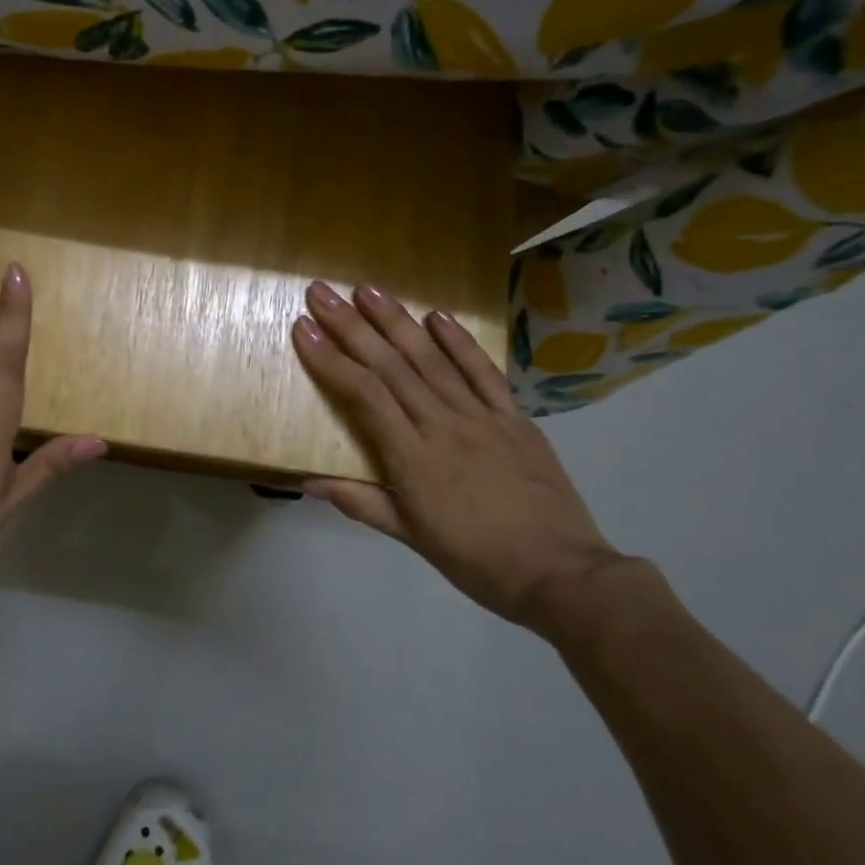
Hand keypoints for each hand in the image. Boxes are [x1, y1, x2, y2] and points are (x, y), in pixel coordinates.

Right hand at [291, 281, 623, 631]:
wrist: (561, 573)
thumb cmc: (477, 560)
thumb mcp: (411, 537)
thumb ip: (360, 503)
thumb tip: (307, 482)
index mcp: (413, 458)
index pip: (364, 394)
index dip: (331, 359)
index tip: (304, 328)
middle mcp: (443, 425)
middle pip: (391, 366)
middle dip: (352, 326)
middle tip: (322, 293)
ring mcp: (482, 417)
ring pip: (432, 360)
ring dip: (398, 322)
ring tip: (368, 290)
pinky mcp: (515, 417)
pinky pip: (484, 372)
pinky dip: (460, 342)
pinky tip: (437, 316)